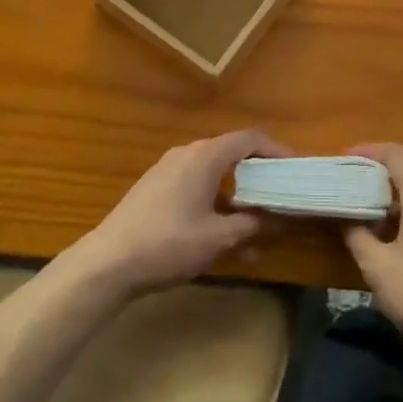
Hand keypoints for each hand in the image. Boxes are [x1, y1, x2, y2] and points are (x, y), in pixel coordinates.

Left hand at [63, 131, 282, 299]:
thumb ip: (252, 224)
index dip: (277, 150)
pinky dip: (214, 203)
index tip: (295, 169)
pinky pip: (194, 186)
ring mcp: (167, 170)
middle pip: (232, 154)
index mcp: (205, 156)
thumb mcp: (218, 238)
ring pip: (213, 174)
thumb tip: (275, 218)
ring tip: (253, 229)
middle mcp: (187, 154)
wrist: (107, 263)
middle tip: (279, 197)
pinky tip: (219, 236)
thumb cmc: (169, 244)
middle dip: (258, 177)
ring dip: (236, 197)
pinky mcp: (154, 189)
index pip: (250, 138)